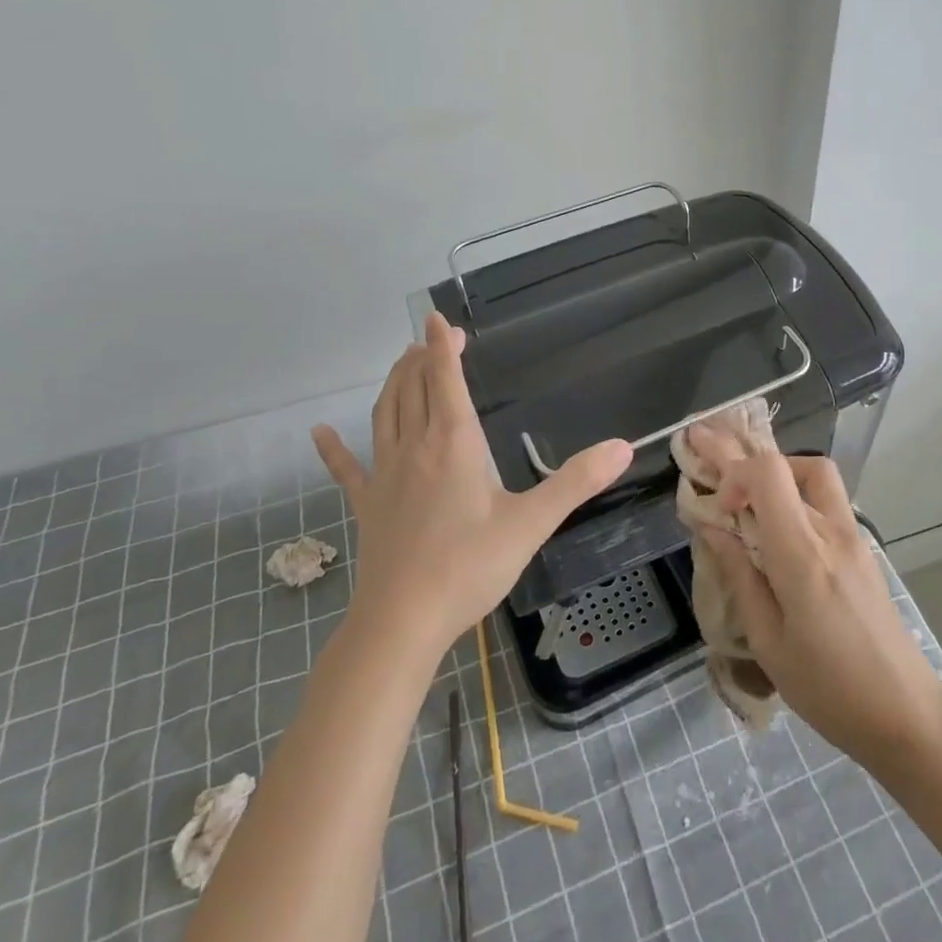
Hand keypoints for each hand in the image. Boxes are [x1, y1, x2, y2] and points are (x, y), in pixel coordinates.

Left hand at [311, 312, 632, 658]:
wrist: (402, 622)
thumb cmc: (469, 567)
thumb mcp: (531, 524)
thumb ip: (575, 482)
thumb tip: (623, 447)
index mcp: (453, 444)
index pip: (445, 380)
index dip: (442, 347)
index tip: (439, 319)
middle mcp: (415, 448)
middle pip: (412, 388)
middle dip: (422, 358)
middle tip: (432, 339)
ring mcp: (385, 476)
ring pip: (384, 414)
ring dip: (393, 383)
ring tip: (402, 363)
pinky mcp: (367, 505)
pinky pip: (346, 469)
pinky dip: (332, 448)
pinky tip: (318, 432)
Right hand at [690, 433, 941, 768]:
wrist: (905, 712)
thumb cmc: (828, 688)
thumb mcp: (769, 642)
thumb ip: (740, 577)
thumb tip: (713, 530)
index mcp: (802, 555)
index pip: (769, 473)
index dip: (735, 472)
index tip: (718, 506)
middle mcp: (830, 531)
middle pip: (787, 465)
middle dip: (741, 455)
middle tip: (706, 440)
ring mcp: (853, 535)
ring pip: (814, 474)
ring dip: (777, 471)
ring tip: (749, 492)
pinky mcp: (863, 547)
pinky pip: (827, 498)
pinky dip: (796, 491)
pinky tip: (779, 519)